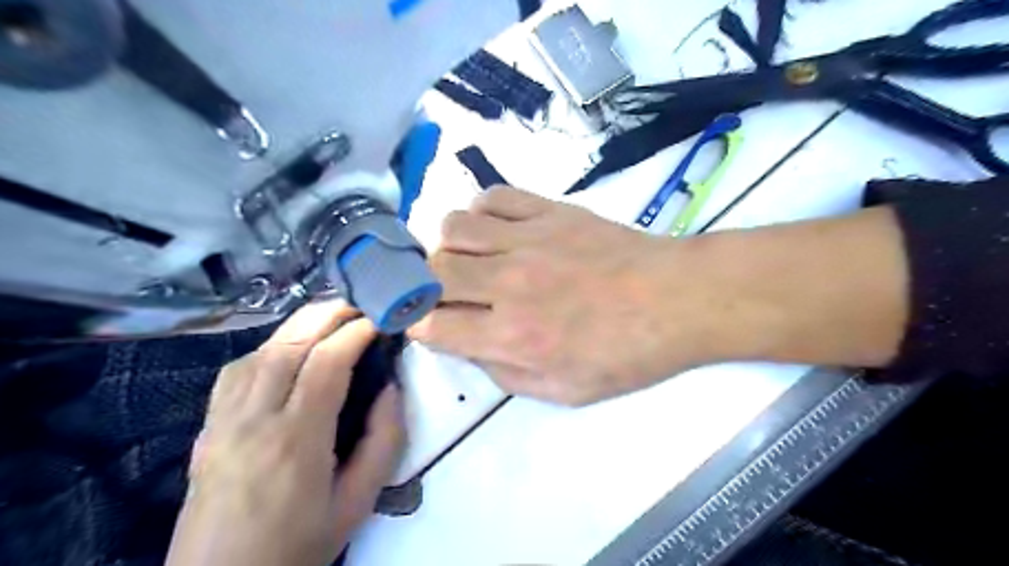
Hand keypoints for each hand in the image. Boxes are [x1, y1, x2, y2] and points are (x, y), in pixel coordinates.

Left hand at [167, 303, 404, 565]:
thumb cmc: (299, 544)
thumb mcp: (358, 501)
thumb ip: (383, 441)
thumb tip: (391, 389)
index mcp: (297, 440)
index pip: (326, 364)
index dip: (356, 333)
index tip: (381, 322)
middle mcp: (255, 420)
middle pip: (289, 346)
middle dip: (327, 315)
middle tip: (358, 305)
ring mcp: (224, 420)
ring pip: (260, 351)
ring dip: (299, 326)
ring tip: (331, 318)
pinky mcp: (207, 426)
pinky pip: (236, 370)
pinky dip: (268, 346)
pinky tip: (287, 350)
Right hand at [405, 187, 720, 405]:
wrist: (677, 300)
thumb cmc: (627, 353)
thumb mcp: (566, 392)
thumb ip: (505, 374)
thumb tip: (469, 346)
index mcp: (514, 336)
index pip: (432, 324)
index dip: (420, 325)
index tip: (430, 324)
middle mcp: (510, 284)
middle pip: (434, 271)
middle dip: (428, 285)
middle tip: (449, 293)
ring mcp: (529, 239)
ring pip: (454, 226)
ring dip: (450, 246)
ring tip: (469, 258)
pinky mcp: (550, 210)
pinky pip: (494, 196)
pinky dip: (482, 212)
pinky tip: (496, 230)